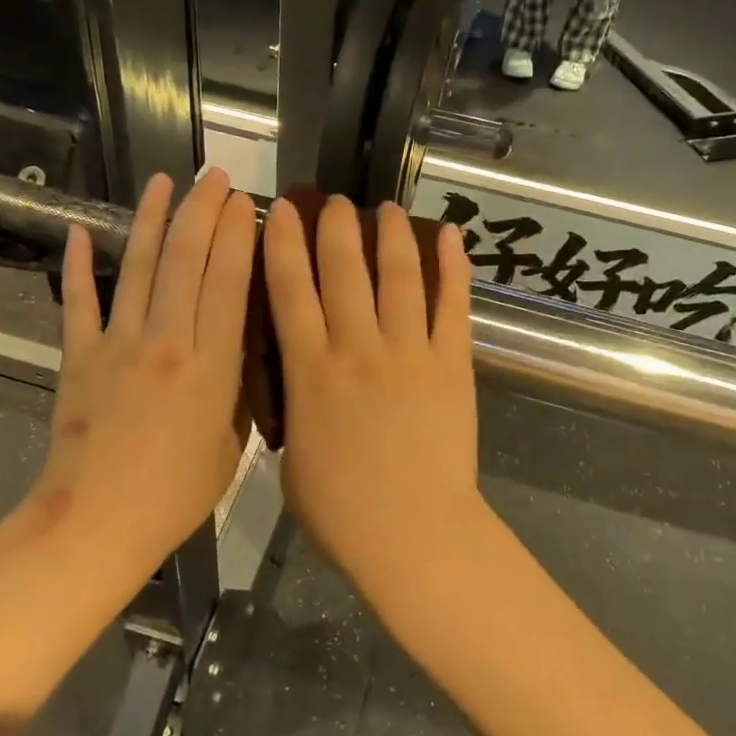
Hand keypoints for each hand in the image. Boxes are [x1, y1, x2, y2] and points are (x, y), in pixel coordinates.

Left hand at [0, 170, 256, 581]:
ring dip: (152, 221)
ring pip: (139, 268)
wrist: (95, 525)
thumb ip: (236, 391)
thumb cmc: (175, 495)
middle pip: (186, 262)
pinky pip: (80, 302)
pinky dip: (80, 265)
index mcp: (211, 367)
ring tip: (164, 182)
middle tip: (215, 177)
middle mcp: (166, 343)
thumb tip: (238, 351)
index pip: (227, 284)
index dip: (237, 236)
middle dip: (202, 212)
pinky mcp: (78, 357)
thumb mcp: (230, 445)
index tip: (245, 202)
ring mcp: (117, 345)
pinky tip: (82, 230)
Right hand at [262, 196, 489, 620]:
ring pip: (399, 276)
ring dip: (391, 236)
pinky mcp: (453, 364)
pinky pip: (453, 305)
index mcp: (311, 370)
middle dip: (336, 227)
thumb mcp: (293, 457)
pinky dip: (453, 266)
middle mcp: (358, 347)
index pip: (290, 291)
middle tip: (335, 201)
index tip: (282, 211)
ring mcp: (410, 352)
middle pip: (344, 270)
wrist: (413, 534)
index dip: (284, 244)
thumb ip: (293, 406)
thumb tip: (299, 378)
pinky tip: (450, 235)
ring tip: (386, 208)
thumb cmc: (342, 510)